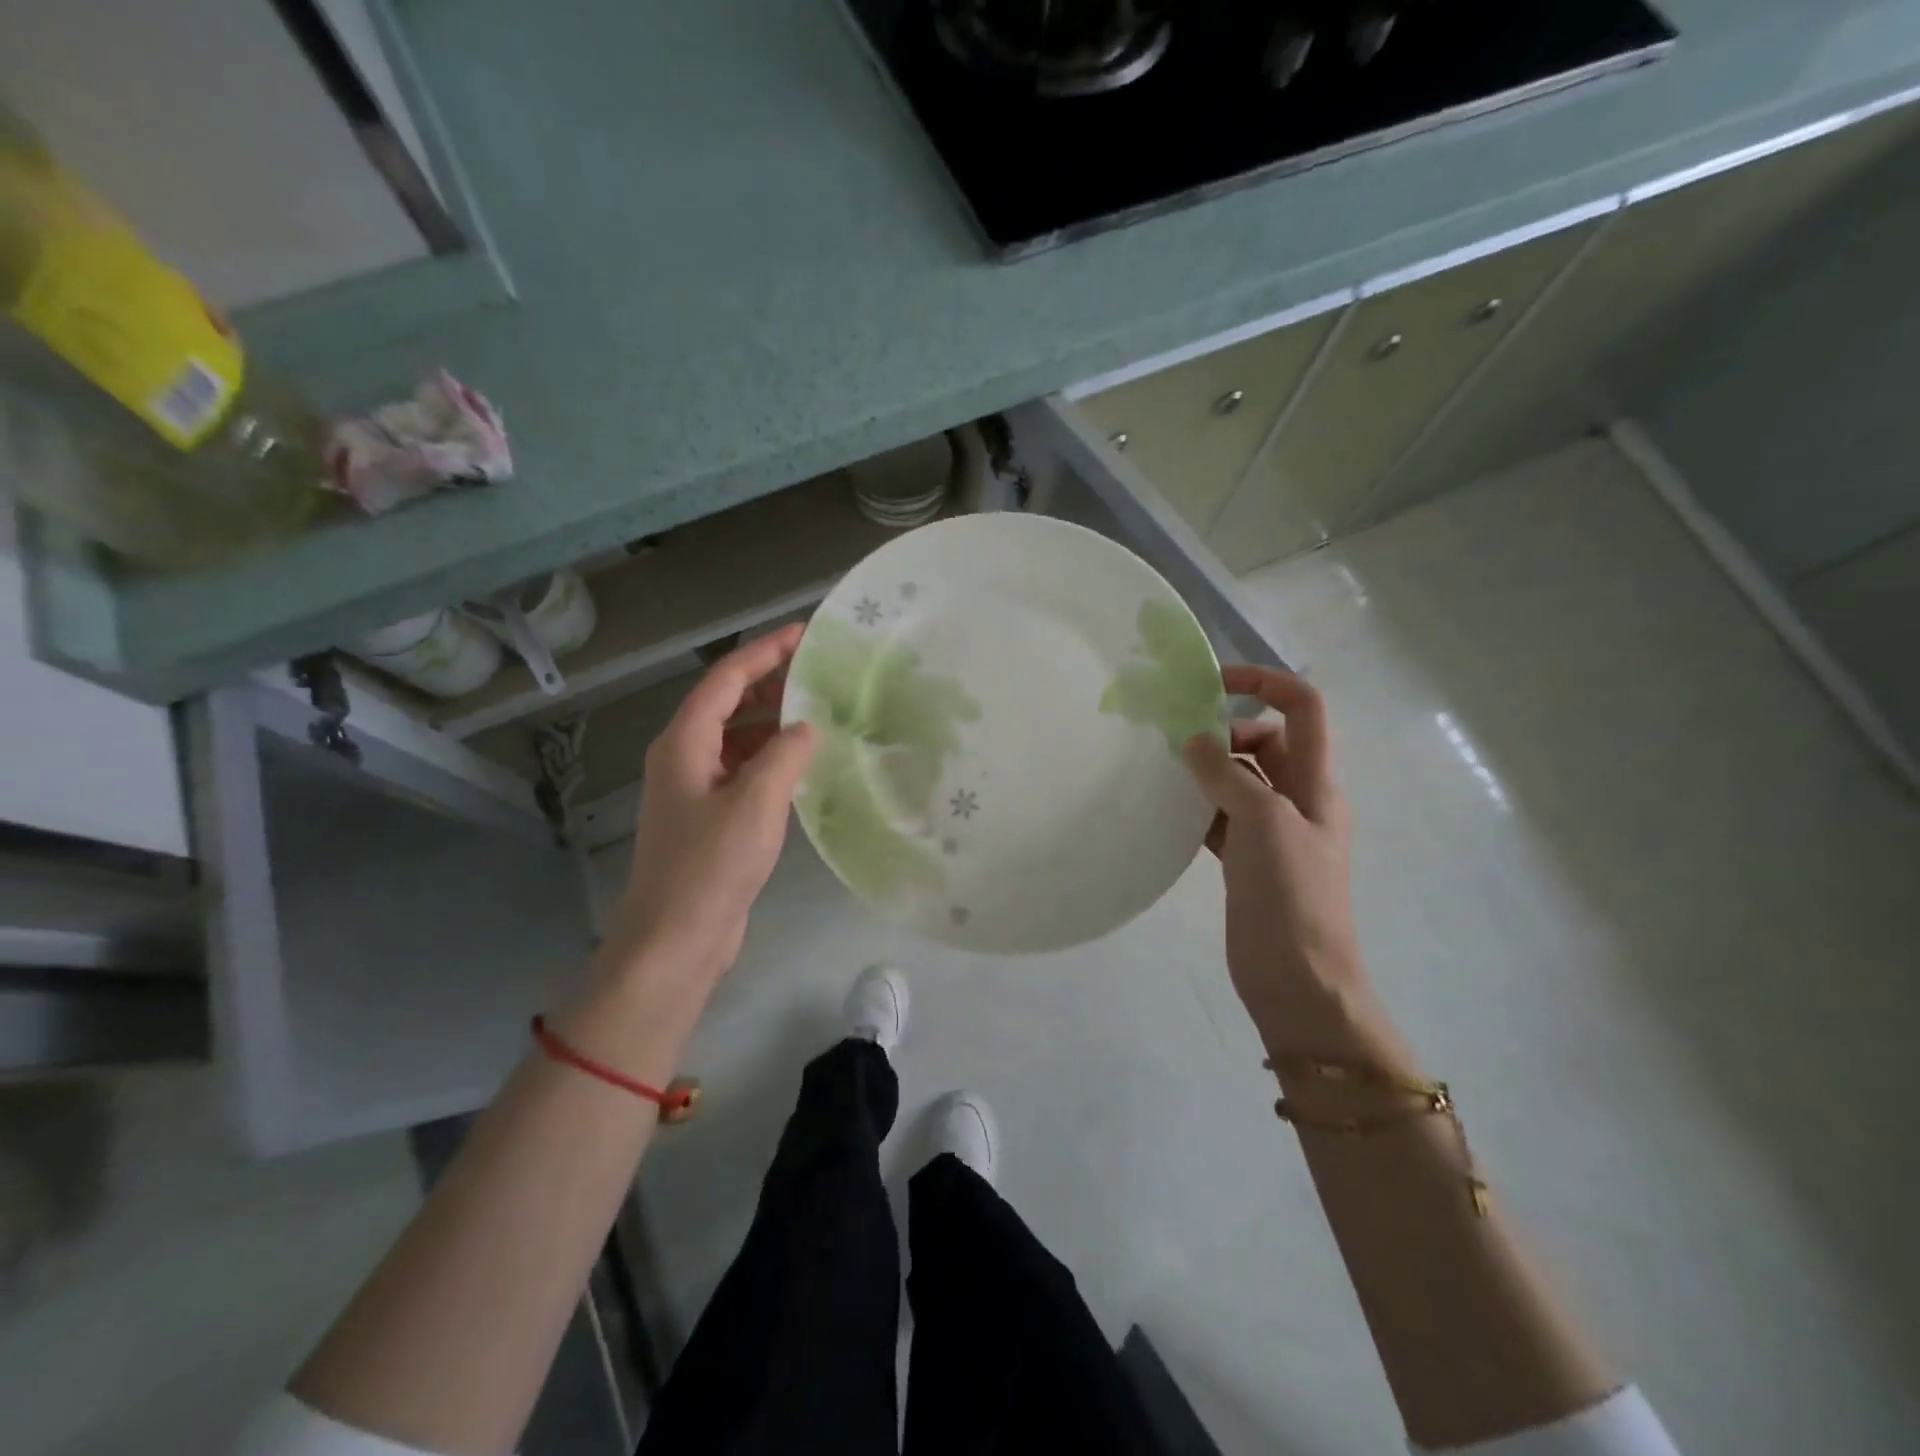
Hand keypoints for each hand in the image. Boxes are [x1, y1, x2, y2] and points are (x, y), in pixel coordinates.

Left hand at [606, 624, 815, 984]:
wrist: (675, 939)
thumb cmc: (711, 865)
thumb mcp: (757, 802)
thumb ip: (786, 754)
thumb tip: (806, 727)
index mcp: (684, 741)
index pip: (727, 678)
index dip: (765, 651)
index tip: (805, 633)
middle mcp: (684, 755)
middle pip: (728, 702)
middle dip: (771, 682)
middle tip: (822, 672)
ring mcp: (694, 787)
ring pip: (737, 736)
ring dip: (773, 721)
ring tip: (820, 712)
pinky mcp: (708, 816)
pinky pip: (742, 769)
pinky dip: (771, 757)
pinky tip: (803, 763)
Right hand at [1184, 666, 1369, 1041]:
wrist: (1297, 977)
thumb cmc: (1292, 894)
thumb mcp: (1264, 823)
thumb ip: (1229, 776)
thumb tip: (1194, 740)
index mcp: (1316, 782)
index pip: (1303, 708)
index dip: (1266, 682)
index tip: (1214, 683)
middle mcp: (1297, 798)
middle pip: (1266, 740)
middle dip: (1225, 730)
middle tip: (1179, 743)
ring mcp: (1270, 830)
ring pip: (1237, 778)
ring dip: (1206, 768)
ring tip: (1164, 770)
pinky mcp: (1245, 858)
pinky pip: (1219, 815)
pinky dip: (1196, 805)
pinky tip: (1166, 809)